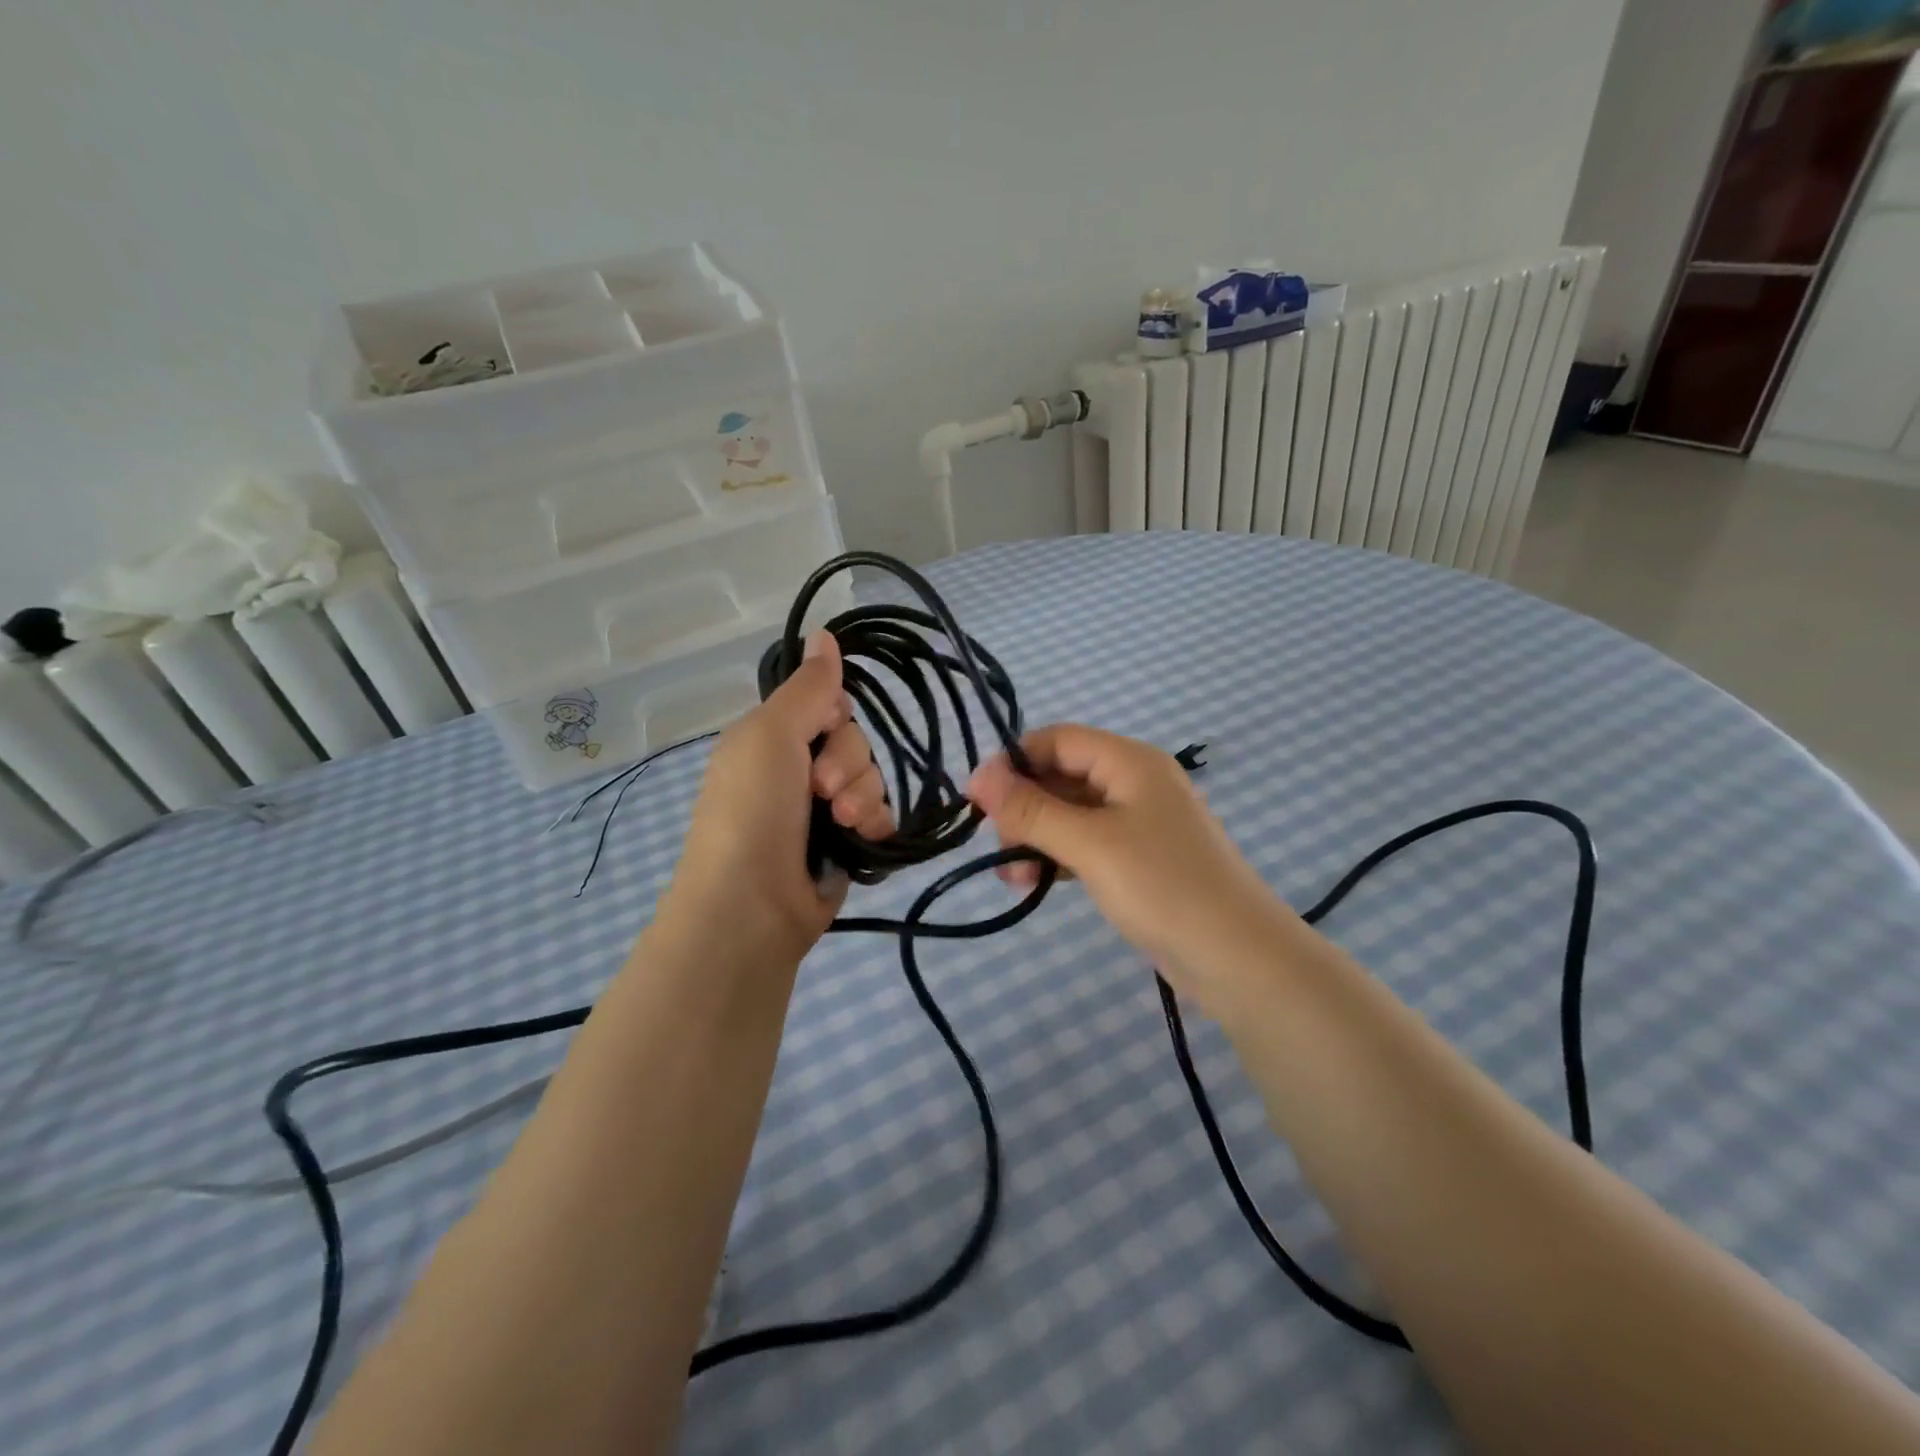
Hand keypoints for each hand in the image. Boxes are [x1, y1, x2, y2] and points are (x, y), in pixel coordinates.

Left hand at [663, 632, 892, 963]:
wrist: (752, 905)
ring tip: (839, 824)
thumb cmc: (752, 809)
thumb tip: (825, 631)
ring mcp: (823, 810)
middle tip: (821, 791)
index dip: (834, 717)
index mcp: (772, 739)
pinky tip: (861, 838)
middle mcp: (798, 769)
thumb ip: (807, 687)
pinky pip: (882, 814)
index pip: (828, 705)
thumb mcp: (771, 735)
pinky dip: (874, 824)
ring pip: (872, 778)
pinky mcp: (848, 844)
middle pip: (855, 741)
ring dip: (861, 797)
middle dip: (847, 764)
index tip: (822, 733)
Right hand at [967, 725, 1290, 1008]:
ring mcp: (1139, 823)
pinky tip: (1033, 882)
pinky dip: (1058, 857)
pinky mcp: (1140, 860)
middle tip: (995, 844)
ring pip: (1071, 814)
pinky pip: (1087, 844)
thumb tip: (977, 776)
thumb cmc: (1163, 886)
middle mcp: (1135, 782)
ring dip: (1036, 836)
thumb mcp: (1090, 844)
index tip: (975, 798)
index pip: (1057, 739)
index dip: (1013, 762)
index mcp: (1130, 762)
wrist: (1238, 958)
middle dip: (1023, 805)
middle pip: (1062, 775)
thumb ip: (1032, 809)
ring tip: (1009, 874)